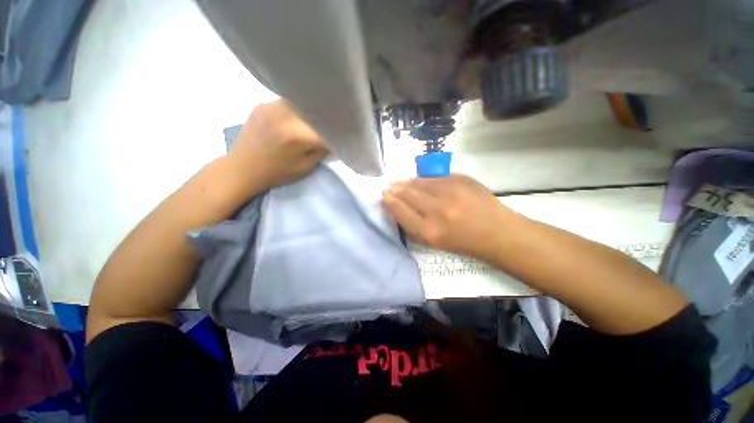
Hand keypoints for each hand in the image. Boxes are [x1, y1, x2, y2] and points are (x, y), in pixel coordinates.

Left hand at [229, 100, 328, 189]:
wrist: (242, 169)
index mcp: (297, 135)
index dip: (336, 133)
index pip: (326, 128)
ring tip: (311, 121)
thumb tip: (333, 139)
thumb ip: (322, 150)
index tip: (340, 137)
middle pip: (315, 110)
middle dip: (324, 119)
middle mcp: (285, 114)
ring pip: (301, 102)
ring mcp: (271, 106)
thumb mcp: (306, 167)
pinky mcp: (262, 104)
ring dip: (309, 111)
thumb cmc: (277, 173)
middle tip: (328, 127)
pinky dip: (294, 110)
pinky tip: (292, 120)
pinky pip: (286, 102)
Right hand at [382, 175, 519, 258]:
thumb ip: (413, 225)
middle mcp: (437, 210)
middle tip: (388, 185)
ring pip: (419, 182)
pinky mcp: (461, 179)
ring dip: (407, 182)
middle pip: (407, 194)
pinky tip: (419, 180)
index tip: (384, 195)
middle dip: (395, 188)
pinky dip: (424, 178)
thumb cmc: (463, 242)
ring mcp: (451, 192)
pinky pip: (434, 176)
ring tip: (400, 182)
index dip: (390, 201)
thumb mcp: (434, 242)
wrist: (497, 231)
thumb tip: (396, 206)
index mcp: (429, 231)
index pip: (401, 211)